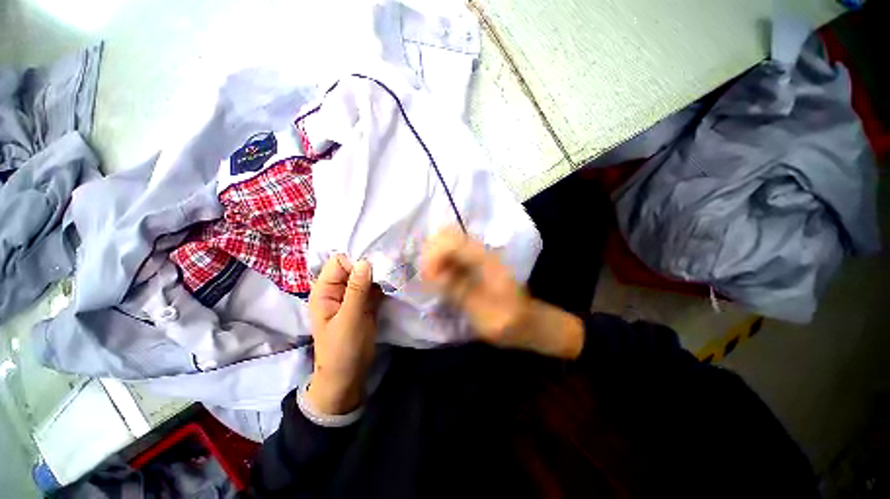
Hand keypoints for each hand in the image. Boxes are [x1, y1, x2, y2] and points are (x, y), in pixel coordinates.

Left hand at [307, 255, 381, 414]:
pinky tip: (393, 285)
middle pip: (354, 267)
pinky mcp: (365, 303)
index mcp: (325, 290)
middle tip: (389, 270)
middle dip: (371, 267)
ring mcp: (353, 296)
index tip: (375, 268)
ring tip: (393, 277)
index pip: (339, 262)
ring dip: (380, 275)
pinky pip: (374, 287)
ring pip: (367, 276)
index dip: (356, 262)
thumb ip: (357, 290)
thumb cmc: (343, 349)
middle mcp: (338, 290)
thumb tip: (365, 261)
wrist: (349, 375)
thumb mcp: (349, 319)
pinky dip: (383, 285)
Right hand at [421, 227, 583, 358]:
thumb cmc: (508, 321)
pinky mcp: (475, 262)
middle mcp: (482, 252)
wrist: (527, 321)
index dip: (434, 256)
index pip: (452, 242)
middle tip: (427, 277)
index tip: (428, 278)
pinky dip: (441, 261)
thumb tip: (435, 275)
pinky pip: (451, 253)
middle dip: (431, 253)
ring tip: (430, 278)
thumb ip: (460, 291)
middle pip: (448, 235)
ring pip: (448, 241)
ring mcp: (478, 255)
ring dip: (434, 257)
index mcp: (486, 261)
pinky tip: (439, 278)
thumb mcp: (483, 312)